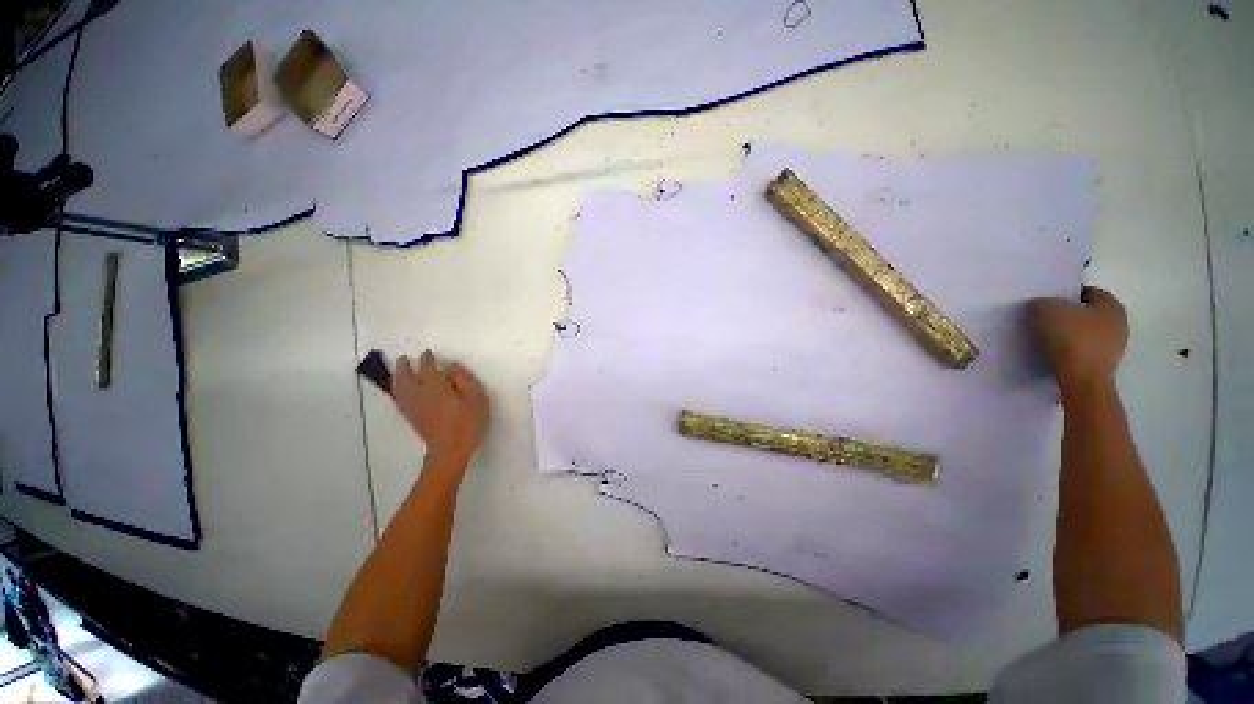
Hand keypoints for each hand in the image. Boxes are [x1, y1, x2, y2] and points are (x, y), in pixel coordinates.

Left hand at [393, 351, 489, 466]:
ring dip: (397, 377)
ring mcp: (413, 407)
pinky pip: (399, 400)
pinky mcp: (412, 418)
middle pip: (406, 376)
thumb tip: (453, 367)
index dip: (428, 359)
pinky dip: (397, 392)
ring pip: (399, 388)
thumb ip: (465, 379)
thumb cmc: (468, 422)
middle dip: (404, 366)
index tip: (428, 353)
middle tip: (403, 359)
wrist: (451, 450)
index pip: (428, 367)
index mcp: (435, 386)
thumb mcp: (477, 397)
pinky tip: (400, 392)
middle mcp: (419, 393)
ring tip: (398, 371)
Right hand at [1029, 286, 1128, 392]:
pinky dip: (1071, 350)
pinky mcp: (1104, 364)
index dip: (1067, 294)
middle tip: (1045, 319)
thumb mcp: (1047, 311)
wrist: (1083, 380)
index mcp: (1111, 304)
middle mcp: (1119, 322)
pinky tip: (1055, 353)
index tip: (1047, 302)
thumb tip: (1040, 305)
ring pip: (1087, 332)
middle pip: (1089, 313)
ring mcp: (1115, 346)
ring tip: (1046, 337)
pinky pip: (1085, 350)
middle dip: (1069, 315)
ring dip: (1070, 334)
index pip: (1089, 292)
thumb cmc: (1071, 339)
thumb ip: (1042, 303)